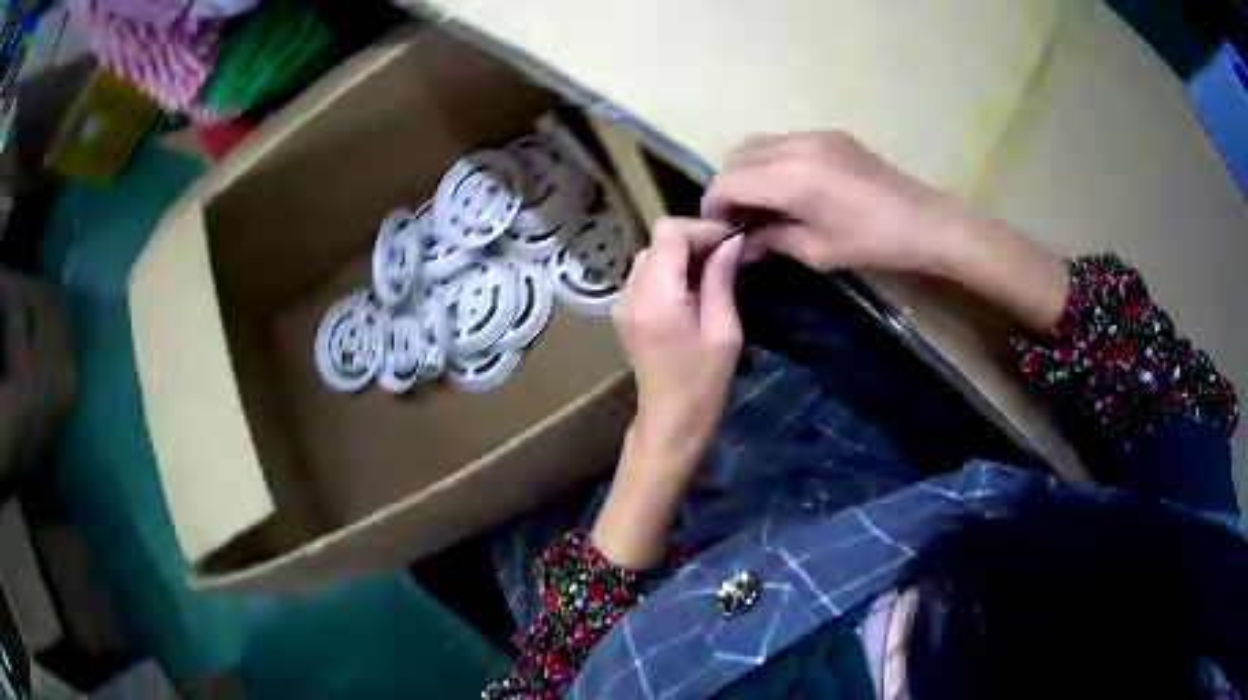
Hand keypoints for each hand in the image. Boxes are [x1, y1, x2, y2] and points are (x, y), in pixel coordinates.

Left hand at [592, 217, 743, 568]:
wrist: (670, 422)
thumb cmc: (703, 384)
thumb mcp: (723, 330)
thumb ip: (721, 279)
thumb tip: (732, 241)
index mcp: (654, 297)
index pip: (668, 233)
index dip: (701, 229)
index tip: (731, 242)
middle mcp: (630, 292)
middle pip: (658, 241)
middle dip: (695, 241)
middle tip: (729, 258)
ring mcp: (623, 302)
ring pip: (653, 256)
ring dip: (684, 256)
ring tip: (715, 275)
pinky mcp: (626, 312)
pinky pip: (648, 276)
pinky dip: (673, 272)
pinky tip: (695, 291)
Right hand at [703, 130, 1068, 332]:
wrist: (927, 222)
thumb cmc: (874, 243)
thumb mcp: (818, 251)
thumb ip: (771, 241)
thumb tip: (739, 246)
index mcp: (792, 178)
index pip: (728, 181)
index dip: (713, 205)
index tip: (718, 230)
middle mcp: (796, 146)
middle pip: (736, 157)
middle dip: (727, 187)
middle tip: (737, 219)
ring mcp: (814, 135)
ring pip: (756, 144)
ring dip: (746, 171)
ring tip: (759, 203)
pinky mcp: (829, 135)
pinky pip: (782, 142)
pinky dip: (770, 162)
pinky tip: (786, 187)